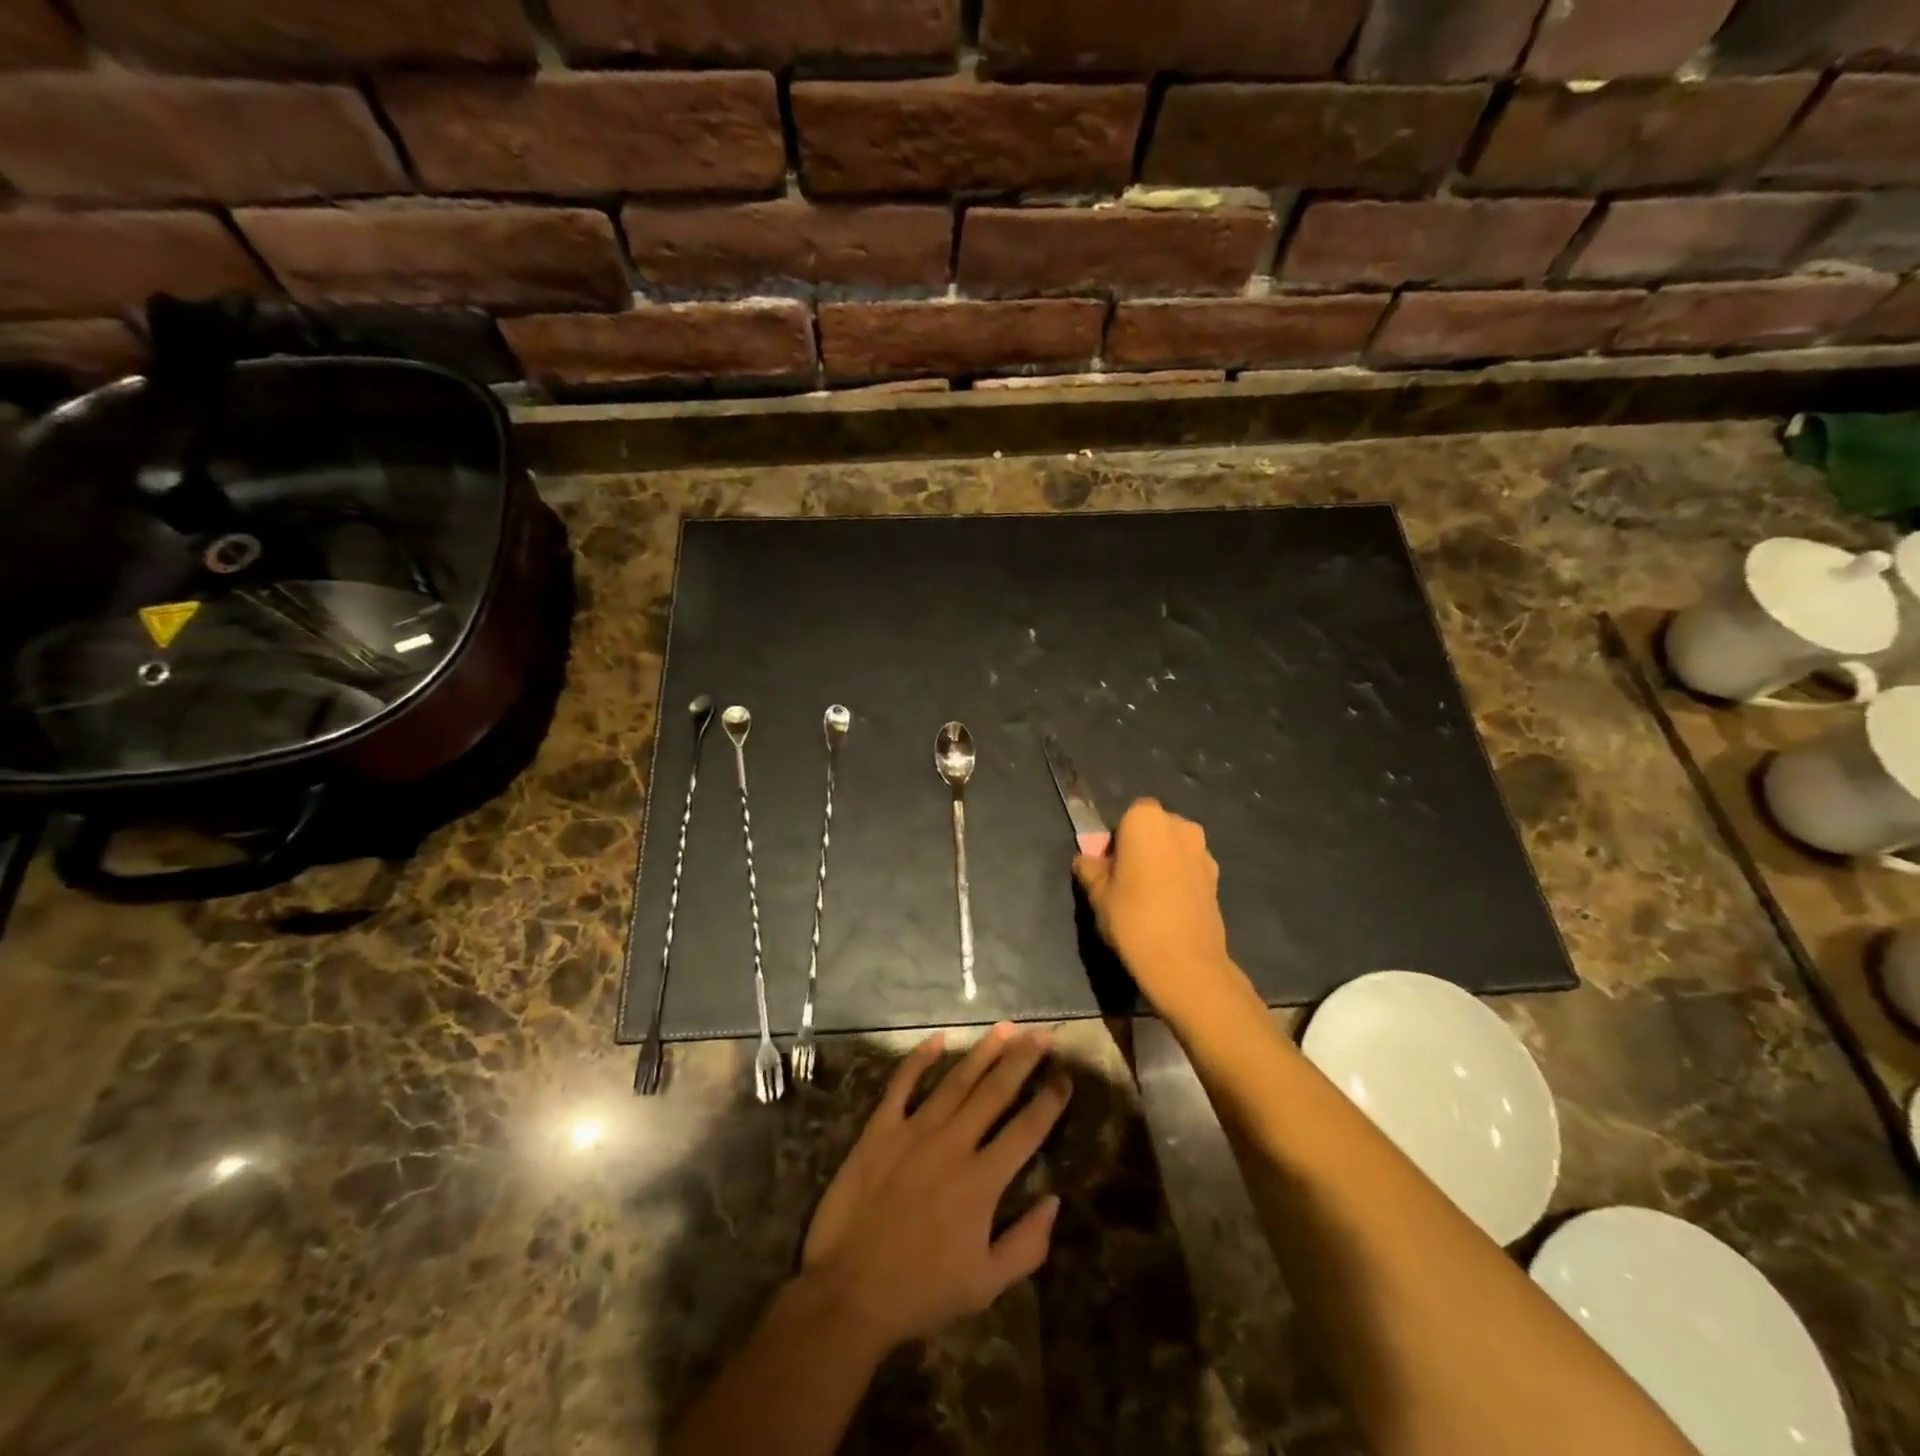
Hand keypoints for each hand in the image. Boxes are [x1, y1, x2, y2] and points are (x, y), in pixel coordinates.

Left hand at [800, 1025, 1070, 1351]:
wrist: (848, 1292)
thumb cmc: (921, 1291)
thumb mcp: (986, 1285)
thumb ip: (1027, 1245)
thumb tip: (1054, 1202)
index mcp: (982, 1181)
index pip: (1026, 1130)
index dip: (1050, 1102)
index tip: (1066, 1077)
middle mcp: (953, 1144)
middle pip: (995, 1092)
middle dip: (1022, 1060)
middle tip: (1042, 1034)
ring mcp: (914, 1131)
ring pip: (956, 1081)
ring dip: (983, 1051)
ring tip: (1005, 1028)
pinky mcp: (880, 1129)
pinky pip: (902, 1084)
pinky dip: (919, 1059)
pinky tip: (937, 1039)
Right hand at [1073, 799, 1235, 1010]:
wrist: (1185, 963)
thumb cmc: (1133, 918)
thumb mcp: (1097, 893)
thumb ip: (1089, 869)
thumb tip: (1086, 860)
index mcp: (1146, 820)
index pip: (1126, 816)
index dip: (1116, 840)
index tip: (1108, 866)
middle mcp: (1180, 826)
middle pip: (1154, 828)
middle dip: (1140, 846)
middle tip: (1124, 879)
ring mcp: (1203, 851)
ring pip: (1173, 848)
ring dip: (1161, 862)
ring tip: (1147, 897)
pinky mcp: (1217, 878)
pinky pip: (1189, 868)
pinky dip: (1178, 879)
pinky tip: (1167, 908)